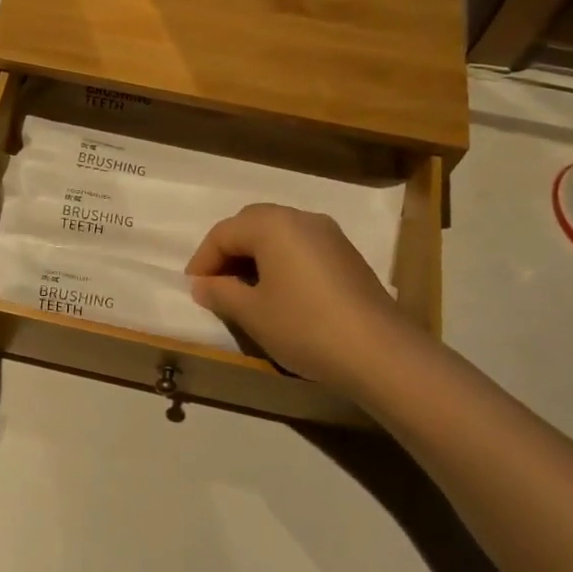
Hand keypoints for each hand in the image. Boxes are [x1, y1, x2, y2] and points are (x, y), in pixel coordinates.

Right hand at [186, 203, 413, 397]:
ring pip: (279, 235)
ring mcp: (330, 235)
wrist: (379, 353)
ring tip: (244, 291)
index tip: (194, 288)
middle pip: (252, 225)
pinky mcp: (347, 256)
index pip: (224, 232)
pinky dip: (280, 263)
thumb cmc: (304, 326)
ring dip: (255, 257)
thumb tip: (202, 284)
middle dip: (228, 252)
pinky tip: (279, 294)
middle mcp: (302, 218)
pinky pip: (301, 248)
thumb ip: (220, 292)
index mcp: (273, 224)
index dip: (203, 259)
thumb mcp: (252, 313)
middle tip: (215, 284)